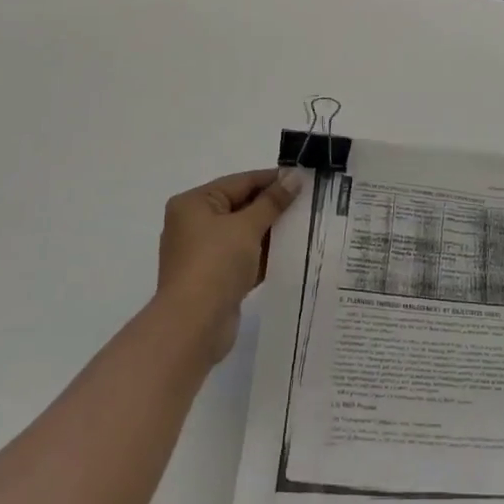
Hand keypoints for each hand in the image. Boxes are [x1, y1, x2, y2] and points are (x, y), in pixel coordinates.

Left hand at [154, 168, 301, 364]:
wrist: (193, 326)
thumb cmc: (216, 264)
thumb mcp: (247, 227)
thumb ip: (272, 201)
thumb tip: (295, 177)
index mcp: (194, 204)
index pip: (240, 182)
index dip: (273, 179)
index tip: (304, 179)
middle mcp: (195, 224)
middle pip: (242, 206)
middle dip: (274, 206)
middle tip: (310, 201)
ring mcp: (204, 252)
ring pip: (245, 233)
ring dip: (272, 230)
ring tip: (307, 224)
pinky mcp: (215, 277)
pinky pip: (244, 256)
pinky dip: (264, 254)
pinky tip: (292, 251)